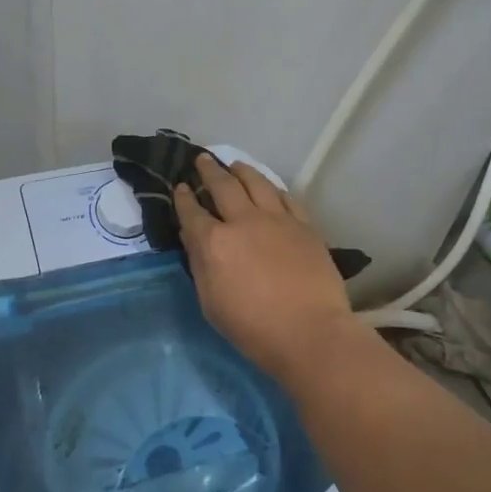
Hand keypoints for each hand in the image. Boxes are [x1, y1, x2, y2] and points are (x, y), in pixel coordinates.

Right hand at [174, 154, 358, 379]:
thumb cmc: (253, 328)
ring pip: (256, 182)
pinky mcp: (304, 225)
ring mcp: (277, 219)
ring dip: (241, 170)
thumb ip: (199, 264)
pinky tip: (269, 187)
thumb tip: (192, 236)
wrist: (310, 332)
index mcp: (215, 242)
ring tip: (234, 165)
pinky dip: (272, 188)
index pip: (192, 211)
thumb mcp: (211, 303)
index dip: (183, 198)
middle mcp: (244, 221)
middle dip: (209, 170)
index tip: (180, 187)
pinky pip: (286, 196)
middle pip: (223, 186)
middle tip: (202, 159)